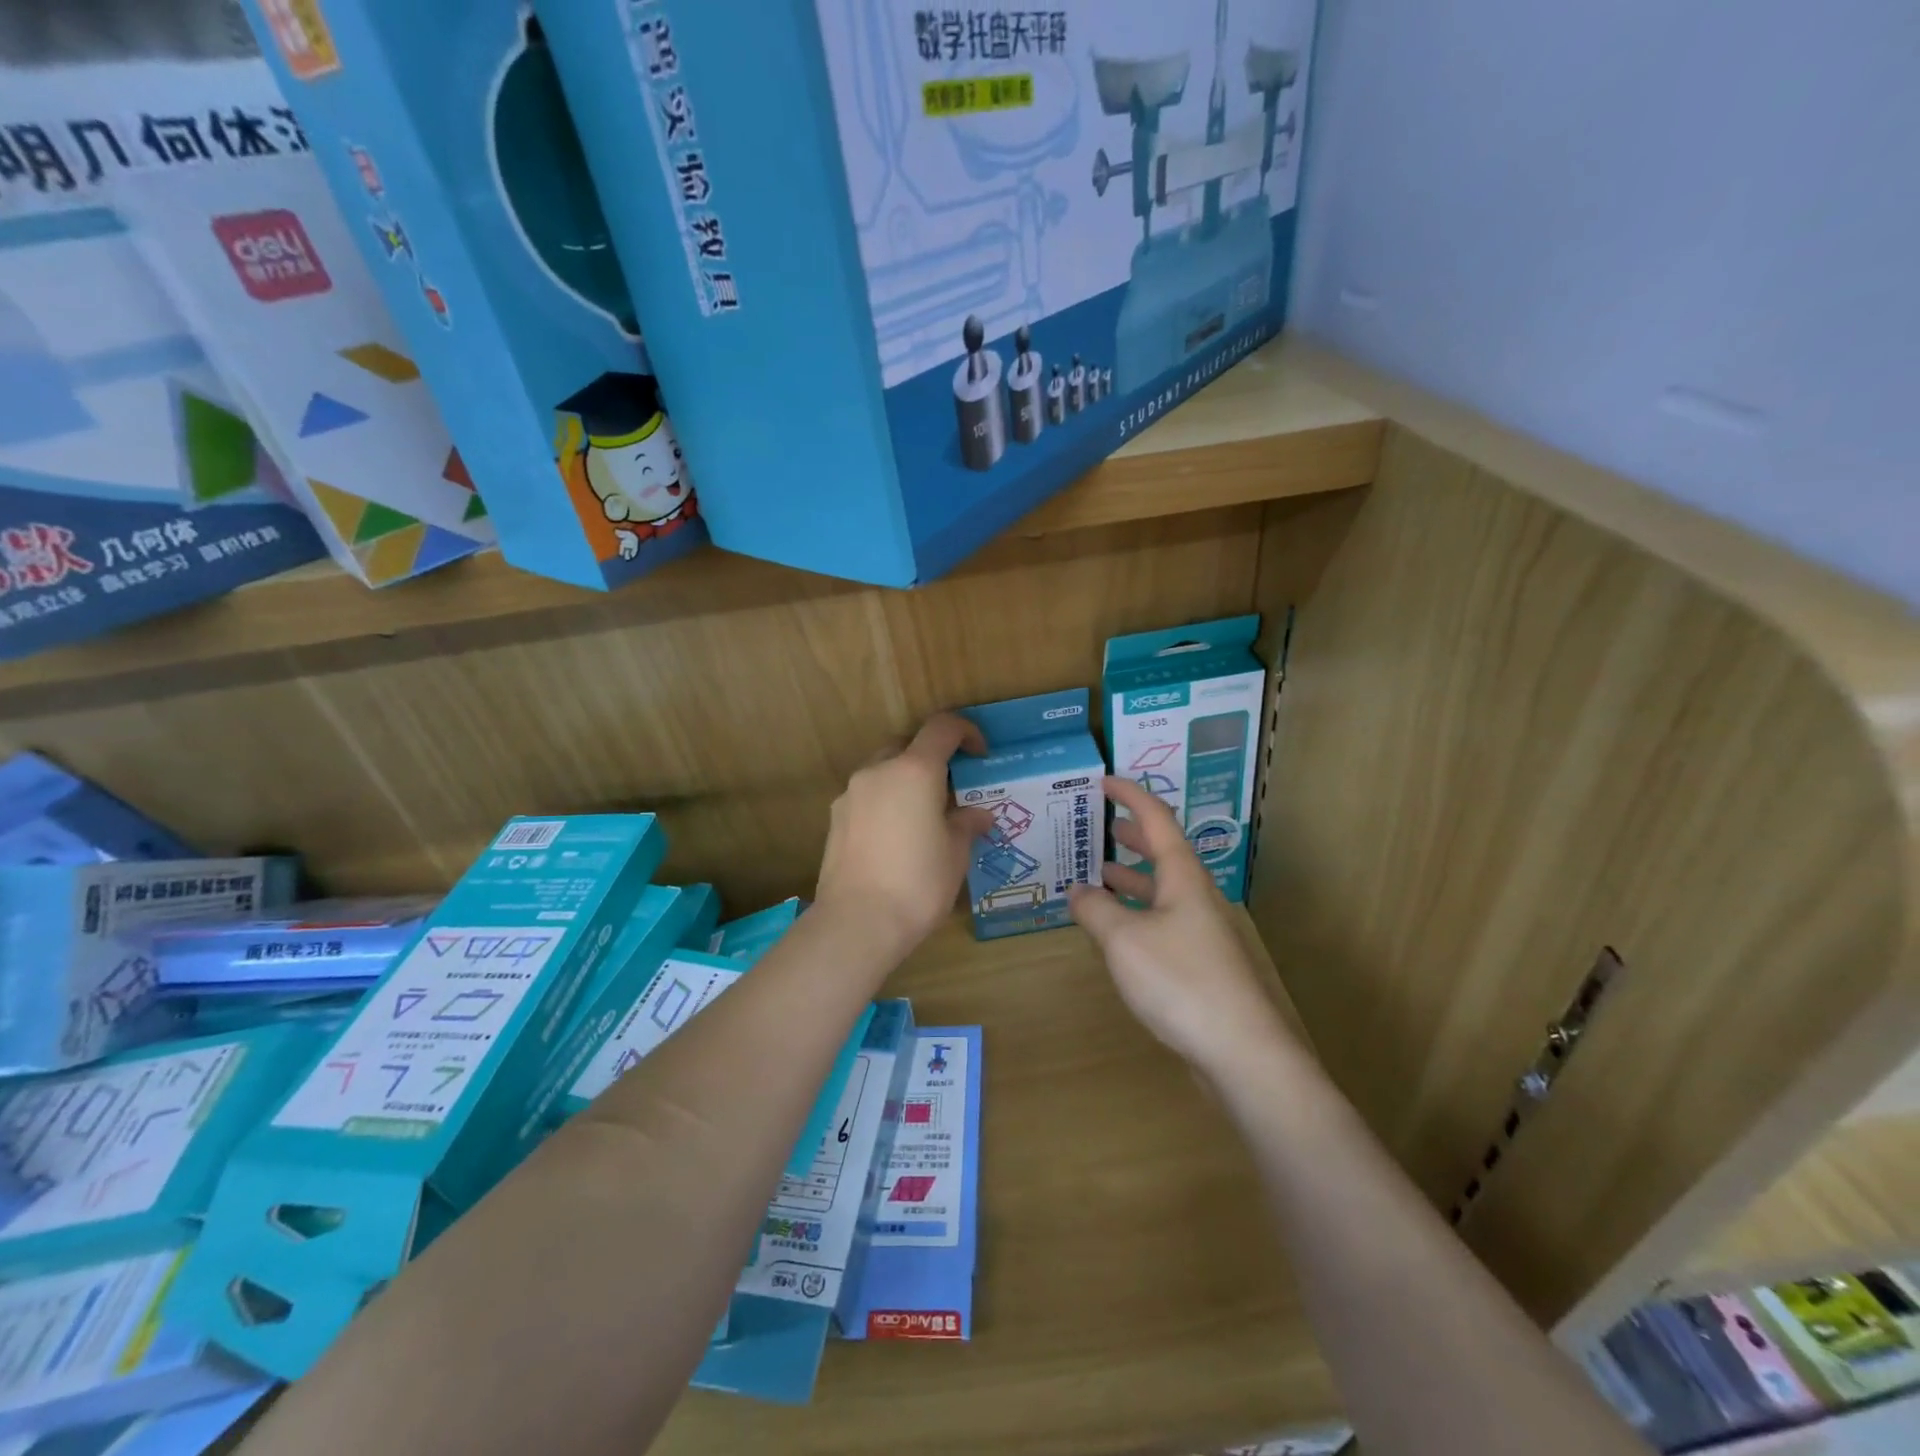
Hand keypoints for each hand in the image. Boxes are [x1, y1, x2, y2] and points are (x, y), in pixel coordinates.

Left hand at [816, 714, 994, 957]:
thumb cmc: (918, 883)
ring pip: (884, 771)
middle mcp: (879, 771)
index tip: (980, 755)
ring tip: (923, 818)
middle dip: (932, 760)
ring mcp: (851, 794)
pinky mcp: (835, 819)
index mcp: (914, 770)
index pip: (942, 728)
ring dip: (906, 782)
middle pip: (908, 746)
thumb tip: (978, 814)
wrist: (857, 922)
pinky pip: (867, 797)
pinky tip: (896, 838)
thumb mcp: (955, 854)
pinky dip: (886, 803)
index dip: (966, 732)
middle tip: (952, 791)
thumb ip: (966, 824)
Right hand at [1071, 777, 1294, 1075]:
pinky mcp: (1200, 962)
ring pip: (1162, 889)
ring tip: (1098, 873)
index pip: (1156, 818)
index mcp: (1183, 876)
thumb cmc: (1180, 981)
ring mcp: (1201, 930)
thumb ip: (1095, 910)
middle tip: (1099, 825)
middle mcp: (1195, 895)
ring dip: (1132, 876)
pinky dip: (1136, 912)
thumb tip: (1077, 891)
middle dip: (1131, 834)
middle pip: (1163, 851)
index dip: (1129, 795)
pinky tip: (1117, 929)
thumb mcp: (1124, 940)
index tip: (1103, 780)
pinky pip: (1162, 920)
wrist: (1241, 1051)